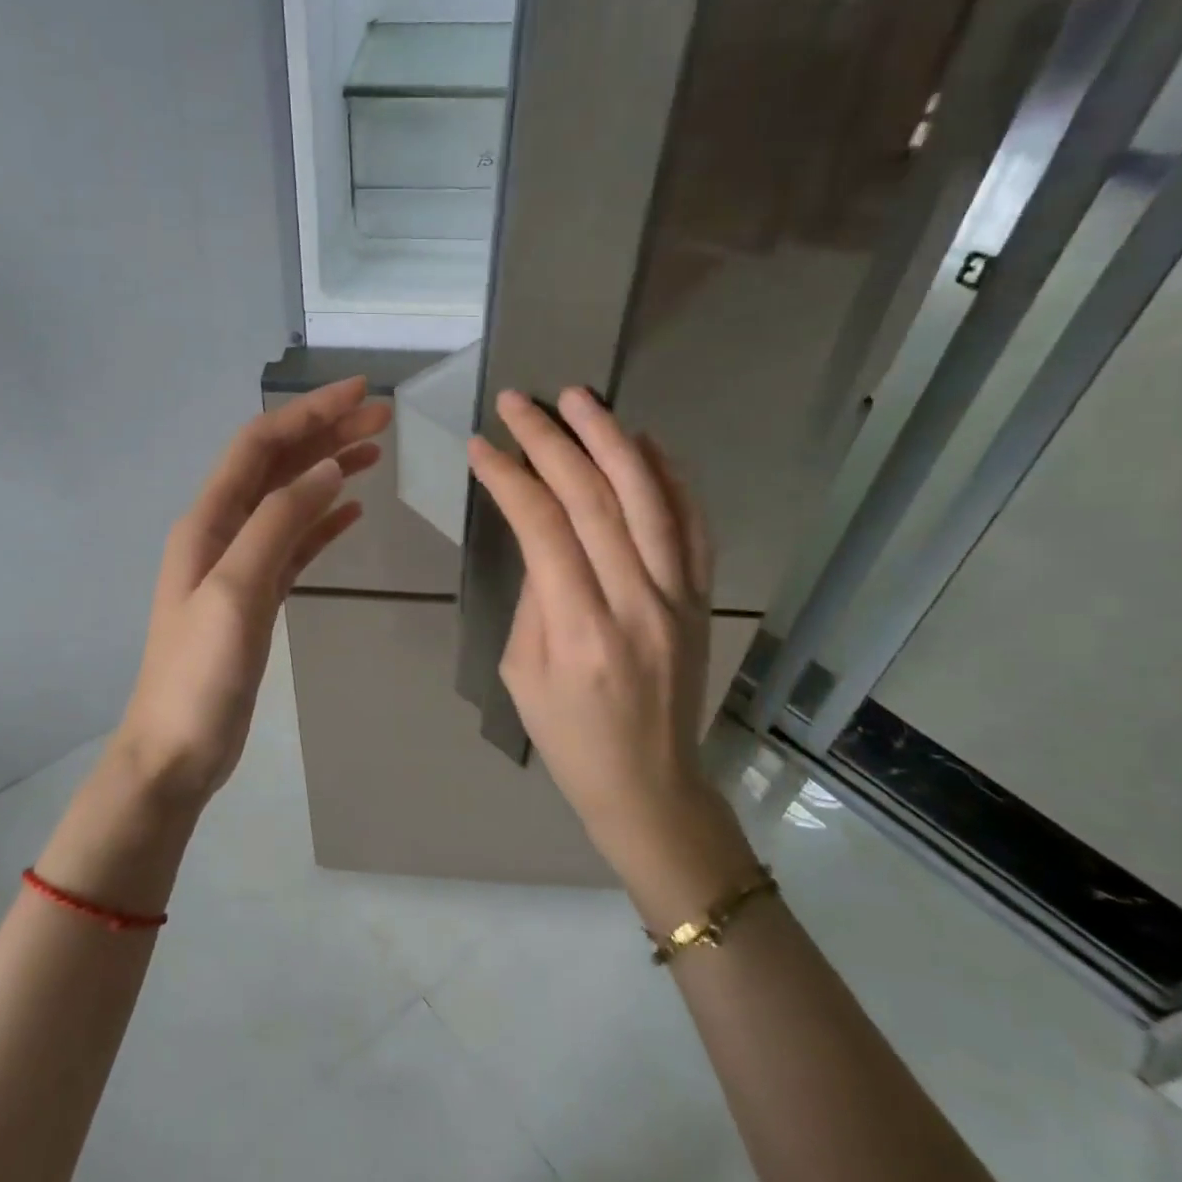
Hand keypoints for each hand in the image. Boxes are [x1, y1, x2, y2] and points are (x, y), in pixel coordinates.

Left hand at [112, 377, 389, 802]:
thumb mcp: (237, 592)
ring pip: (289, 501)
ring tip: (375, 452)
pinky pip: (294, 543)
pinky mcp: (257, 596)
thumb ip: (279, 525)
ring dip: (329, 471)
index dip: (308, 413)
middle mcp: (221, 532)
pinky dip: (323, 521)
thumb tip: (328, 470)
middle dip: (327, 434)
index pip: (260, 446)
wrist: (177, 749)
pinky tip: (352, 510)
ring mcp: (239, 564)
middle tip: (383, 417)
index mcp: (208, 522)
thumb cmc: (200, 674)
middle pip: (278, 466)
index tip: (361, 393)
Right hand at [467, 388, 756, 917]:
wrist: (648, 784)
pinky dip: (671, 476)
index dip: (510, 478)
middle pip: (596, 501)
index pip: (544, 530)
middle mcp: (637, 604)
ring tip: (579, 398)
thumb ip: (534, 596)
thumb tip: (542, 535)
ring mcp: (679, 597)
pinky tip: (644, 442)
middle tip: (518, 402)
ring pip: (649, 499)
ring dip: (611, 439)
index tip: (481, 446)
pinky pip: (694, 525)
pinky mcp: (701, 598)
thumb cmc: (568, 737)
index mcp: (581, 632)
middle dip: (552, 442)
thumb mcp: (521, 673)